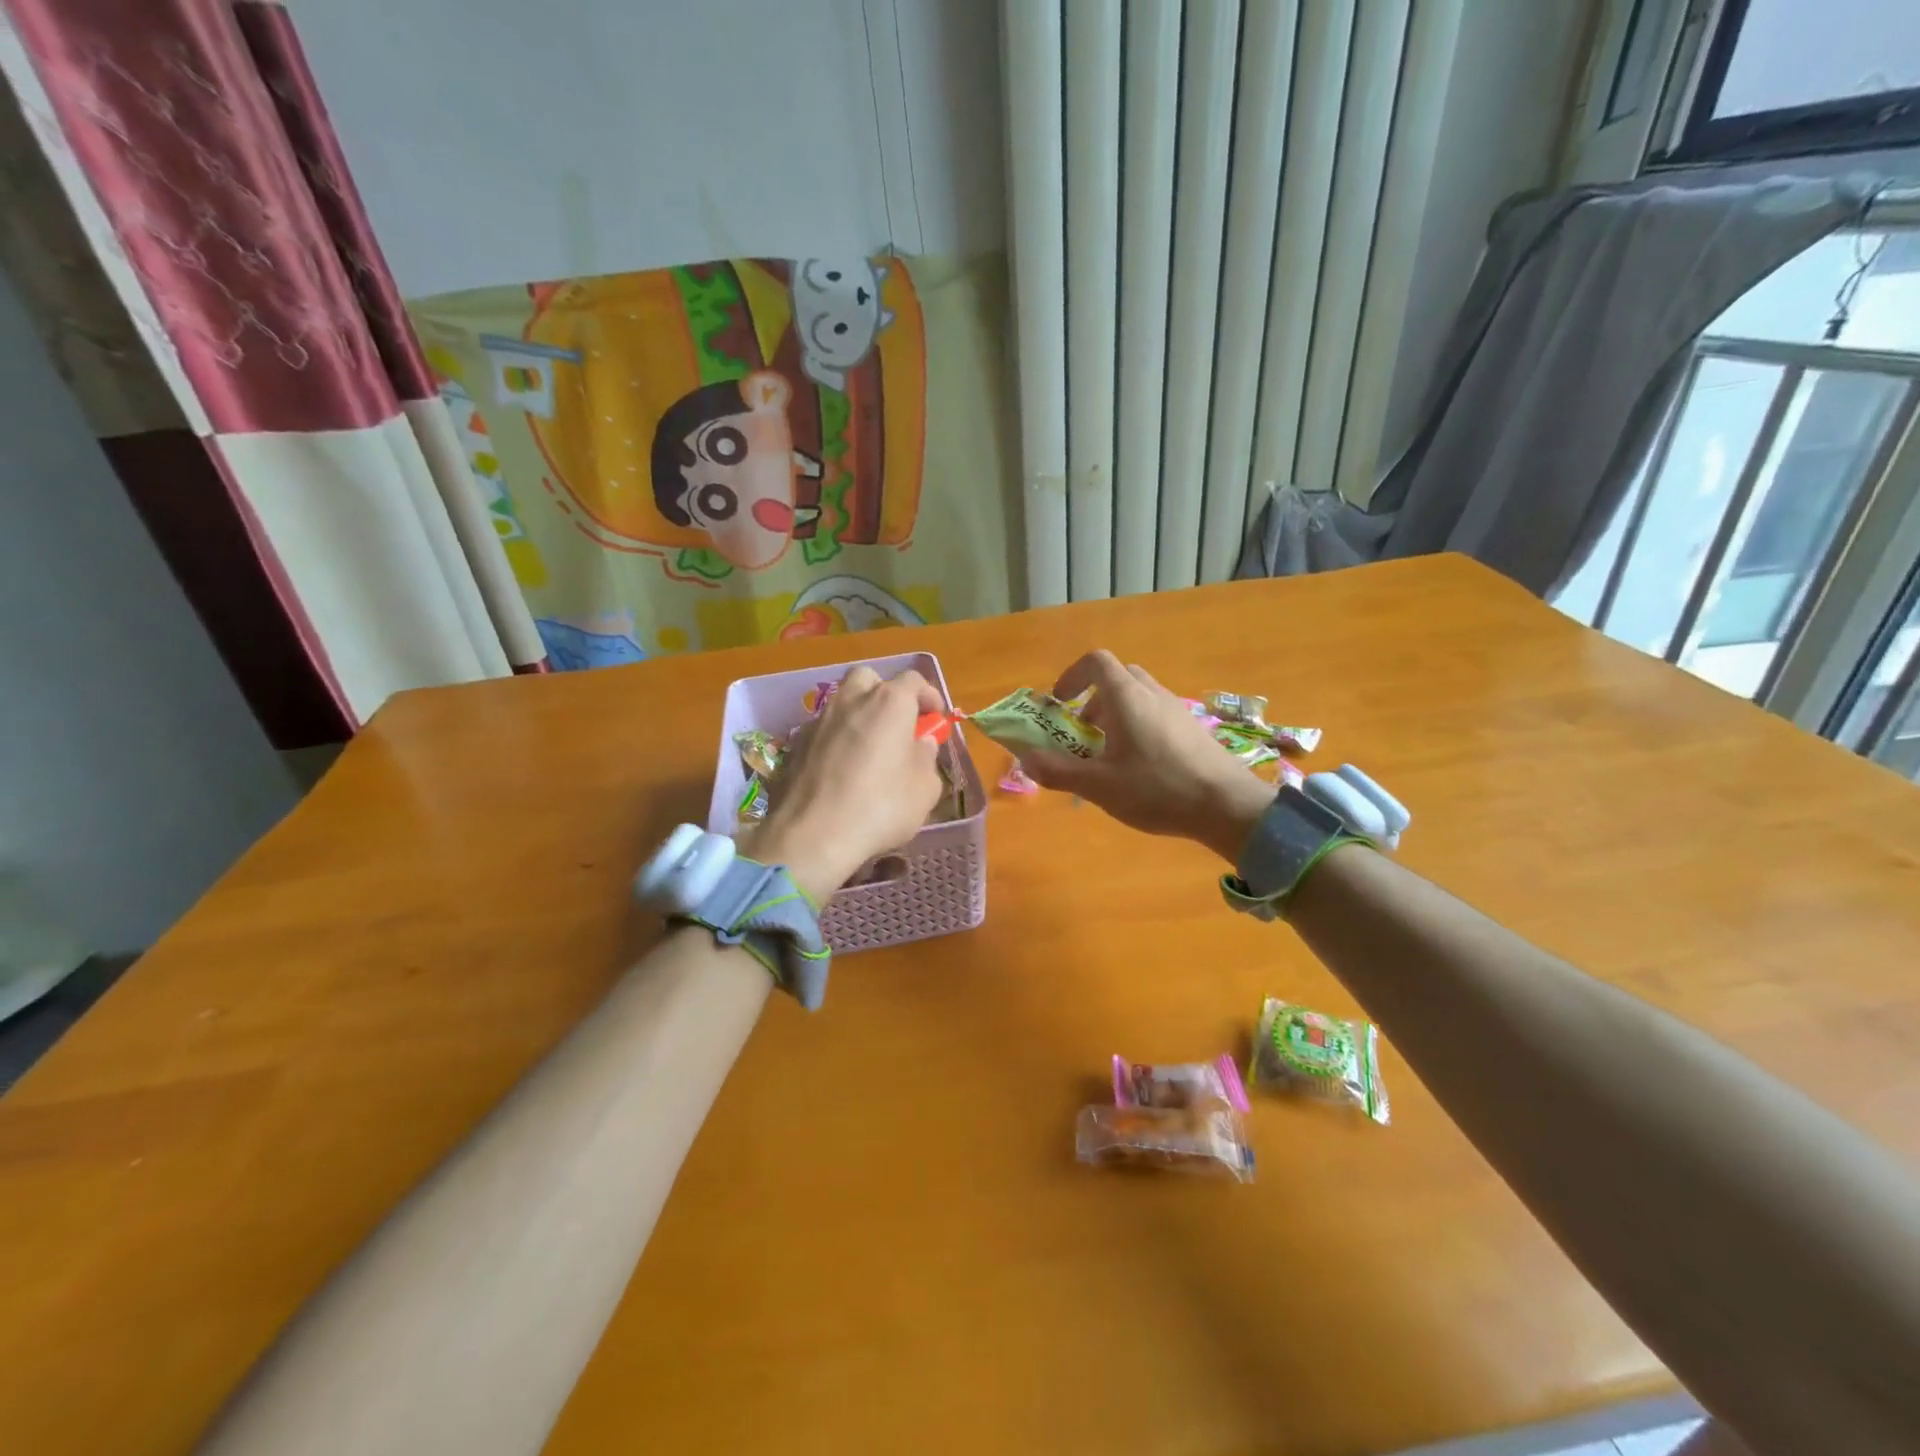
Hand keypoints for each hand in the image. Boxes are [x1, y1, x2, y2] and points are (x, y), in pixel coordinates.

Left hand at [746, 666, 945, 899]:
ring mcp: (818, 720)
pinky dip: (835, 739)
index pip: (913, 680)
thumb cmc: (881, 807)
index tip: (935, 718)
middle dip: (885, 693)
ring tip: (868, 747)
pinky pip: (822, 730)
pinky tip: (840, 768)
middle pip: (869, 678)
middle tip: (896, 723)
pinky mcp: (795, 744)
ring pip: (841, 702)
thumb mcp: (924, 788)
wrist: (812, 835)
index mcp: (889, 702)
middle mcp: (851, 700)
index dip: (928, 696)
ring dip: (857, 715)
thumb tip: (920, 743)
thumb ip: (926, 757)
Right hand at [1020, 650, 1273, 865]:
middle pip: (1117, 677)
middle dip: (1092, 700)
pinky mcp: (1192, 728)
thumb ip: (1059, 771)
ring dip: (1115, 715)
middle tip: (1082, 732)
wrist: (1228, 806)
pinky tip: (1140, 768)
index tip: (1059, 705)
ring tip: (1108, 755)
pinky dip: (1138, 727)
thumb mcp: (1100, 786)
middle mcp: (1152, 693)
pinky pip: (1156, 714)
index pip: (1096, 661)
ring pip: (1138, 697)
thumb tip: (1025, 759)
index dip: (1071, 676)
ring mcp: (1177, 709)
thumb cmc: (1158, 789)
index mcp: (1127, 697)